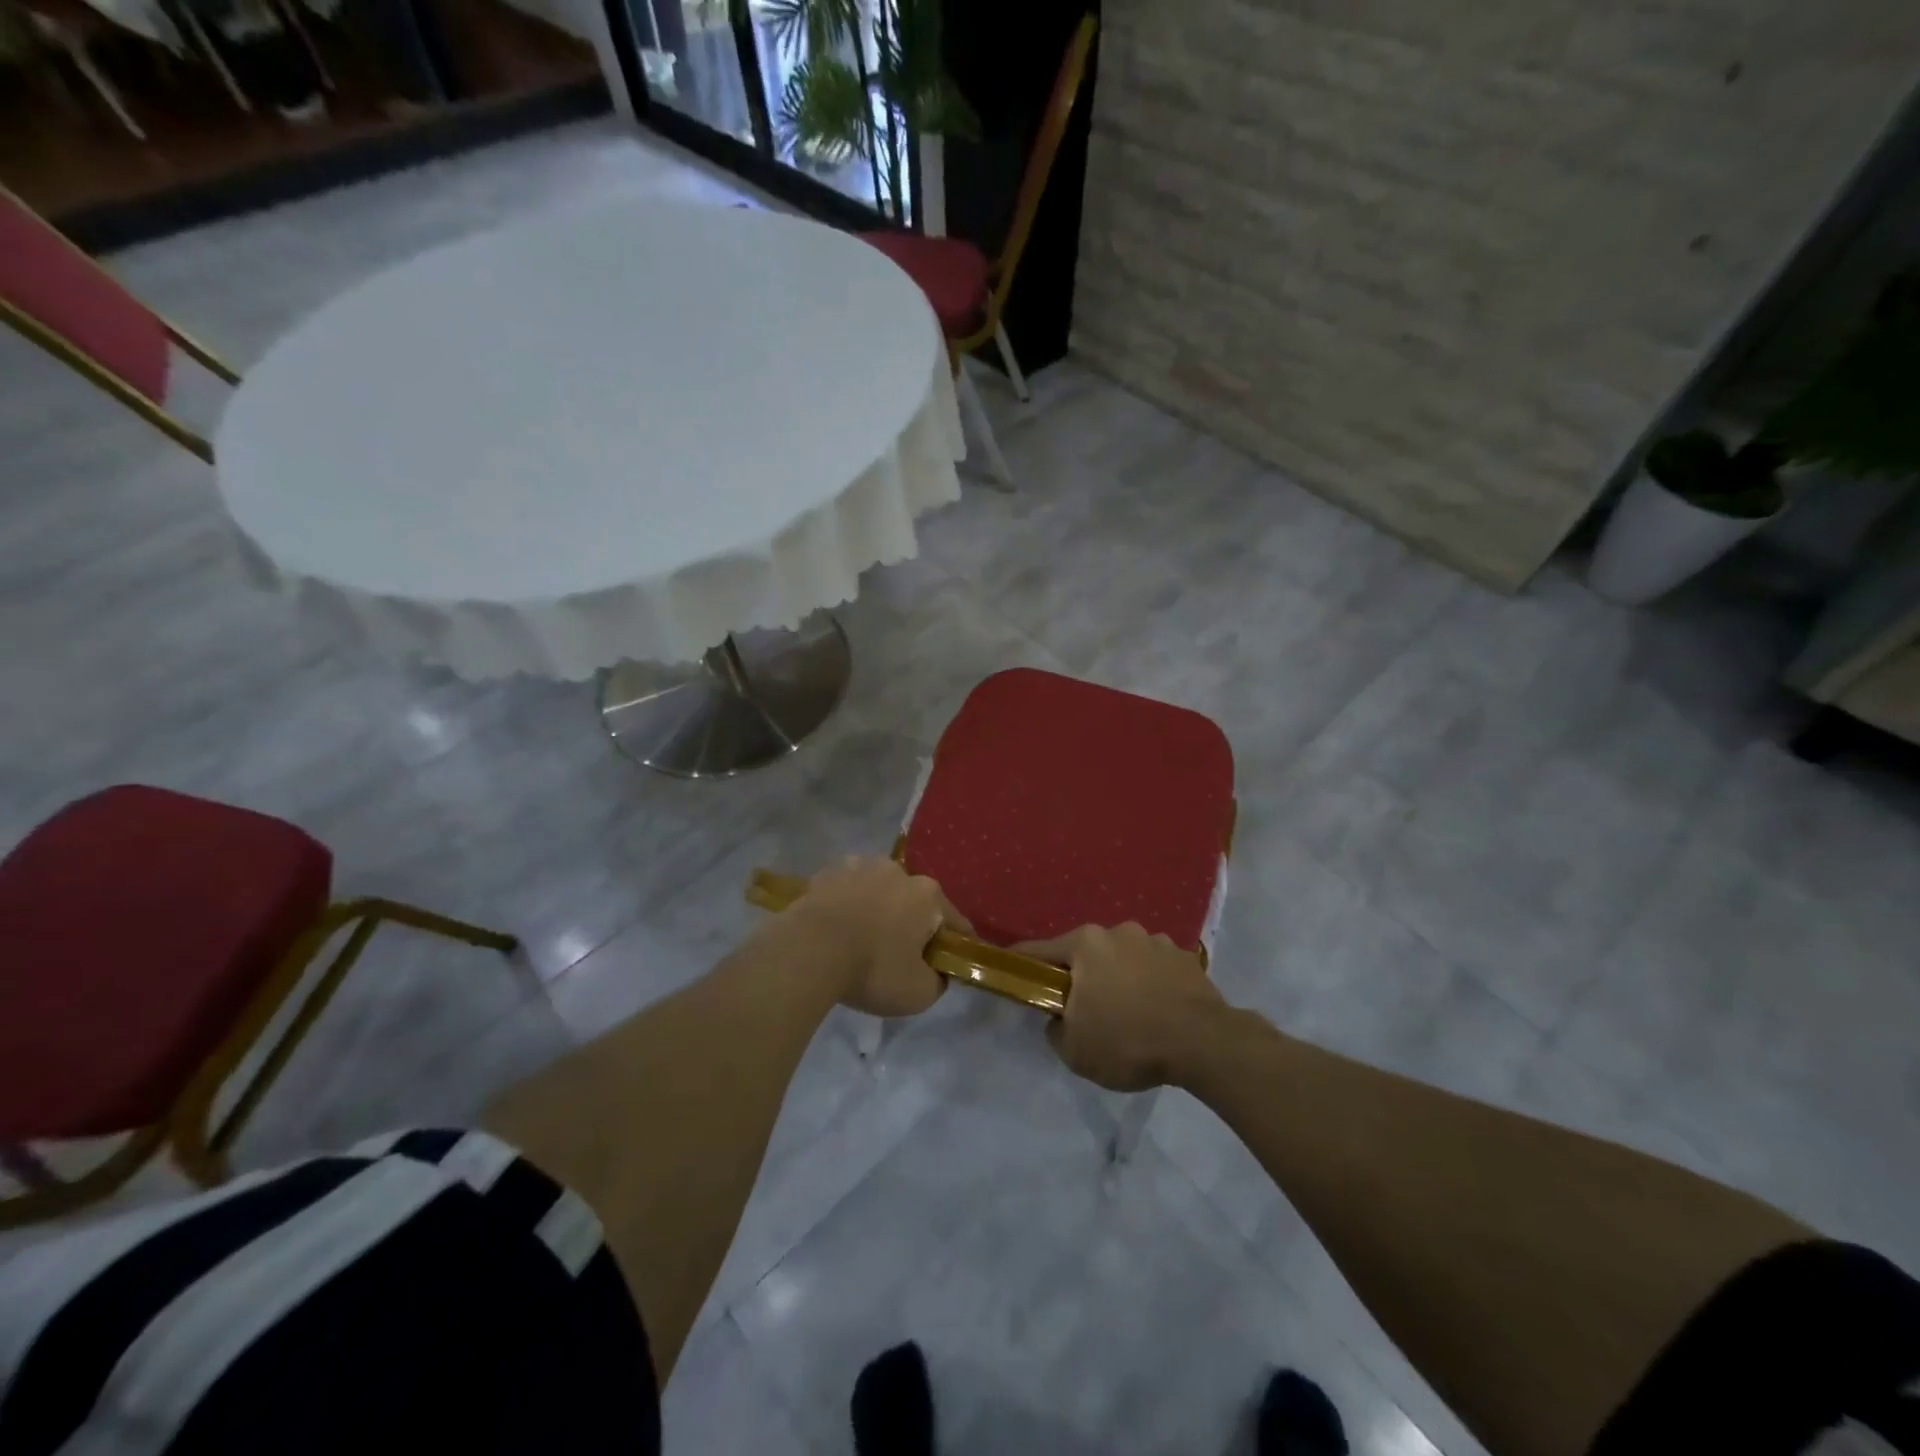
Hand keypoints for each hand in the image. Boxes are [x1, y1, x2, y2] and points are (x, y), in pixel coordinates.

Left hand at [782, 857, 969, 1016]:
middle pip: (914, 901)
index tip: (948, 963)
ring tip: (861, 940)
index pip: (955, 921)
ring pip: (878, 891)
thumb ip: (938, 982)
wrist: (808, 951)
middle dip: (911, 923)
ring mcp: (860, 865)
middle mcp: (898, 870)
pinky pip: (846, 891)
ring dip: (877, 909)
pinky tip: (836, 930)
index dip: (955, 944)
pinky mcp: (827, 872)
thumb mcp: (918, 993)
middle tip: (899, 955)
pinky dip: (846, 906)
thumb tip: (938, 972)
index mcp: (928, 894)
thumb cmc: (873, 969)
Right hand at [1015, 923, 1226, 1090]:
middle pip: (1086, 953)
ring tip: (1128, 1013)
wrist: (1203, 1043)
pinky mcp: (1184, 957)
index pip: (1039, 950)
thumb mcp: (1075, 1051)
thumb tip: (1059, 1018)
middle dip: (1081, 976)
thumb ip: (1055, 1030)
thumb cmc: (1128, 1041)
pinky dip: (1150, 983)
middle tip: (1084, 1009)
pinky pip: (1154, 968)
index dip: (1023, 964)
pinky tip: (1157, 1011)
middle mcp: (1118, 932)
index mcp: (1085, 944)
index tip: (1013, 973)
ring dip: (1119, 977)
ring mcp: (1155, 940)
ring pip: (1123, 958)